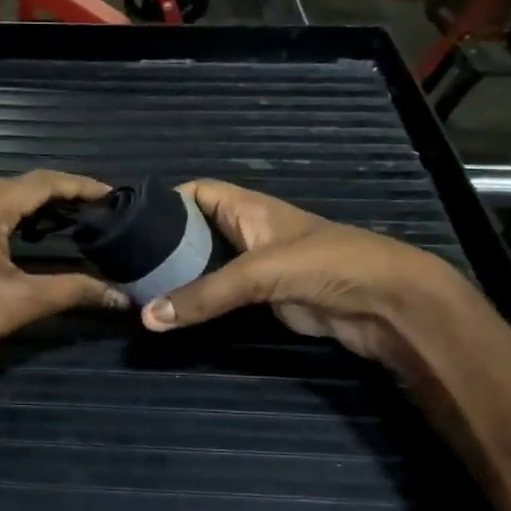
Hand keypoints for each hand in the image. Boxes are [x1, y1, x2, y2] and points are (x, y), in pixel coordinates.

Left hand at [0, 171, 129, 391]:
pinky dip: (16, 213)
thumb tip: (122, 297)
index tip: (112, 194)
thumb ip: (75, 292)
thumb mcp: (22, 304)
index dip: (79, 186)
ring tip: (76, 218)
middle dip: (62, 194)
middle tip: (99, 209)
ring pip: (3, 194)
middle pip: (22, 184)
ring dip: (39, 203)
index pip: (41, 183)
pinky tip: (36, 231)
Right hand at [138, 180, 479, 368]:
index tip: (128, 222)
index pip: (197, 192)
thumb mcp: (260, 272)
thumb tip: (147, 318)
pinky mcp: (265, 300)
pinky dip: (200, 303)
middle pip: (196, 232)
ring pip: (207, 267)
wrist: (386, 304)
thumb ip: (205, 294)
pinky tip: (173, 313)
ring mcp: (256, 268)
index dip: (164, 200)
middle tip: (124, 265)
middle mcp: (248, 233)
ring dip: (180, 279)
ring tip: (137, 291)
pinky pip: (222, 297)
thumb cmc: (326, 264)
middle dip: (164, 245)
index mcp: (248, 208)